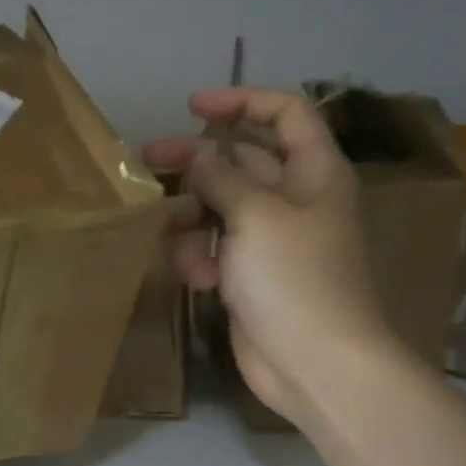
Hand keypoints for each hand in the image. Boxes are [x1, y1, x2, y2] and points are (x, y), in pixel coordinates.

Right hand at [144, 87, 396, 425]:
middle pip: (240, 161)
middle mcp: (294, 199)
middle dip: (197, 162)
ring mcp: (271, 240)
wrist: (316, 364)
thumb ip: (222, 177)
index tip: (194, 108)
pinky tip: (199, 281)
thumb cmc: (295, 279)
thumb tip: (199, 156)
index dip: (242, 101)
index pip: (285, 113)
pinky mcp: (249, 275)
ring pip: (219, 208)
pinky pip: (215, 249)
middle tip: (149, 159)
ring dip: (193, 221)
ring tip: (177, 242)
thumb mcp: (256, 215)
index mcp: (313, 172)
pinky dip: (201, 259)